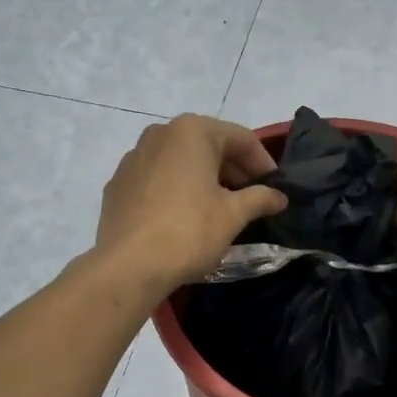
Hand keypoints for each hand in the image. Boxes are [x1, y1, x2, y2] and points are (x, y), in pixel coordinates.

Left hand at [95, 115, 288, 297]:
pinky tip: (183, 217)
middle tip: (250, 199)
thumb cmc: (189, 232)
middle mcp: (159, 133)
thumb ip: (260, 198)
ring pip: (180, 161)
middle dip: (233, 170)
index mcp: (192, 131)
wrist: (129, 265)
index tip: (275, 189)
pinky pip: (156, 179)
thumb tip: (279, 197)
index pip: (241, 139)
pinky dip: (176, 190)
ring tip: (218, 208)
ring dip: (204, 179)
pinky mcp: (118, 184)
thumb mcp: (233, 215)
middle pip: (208, 146)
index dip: (263, 164)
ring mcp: (133, 158)